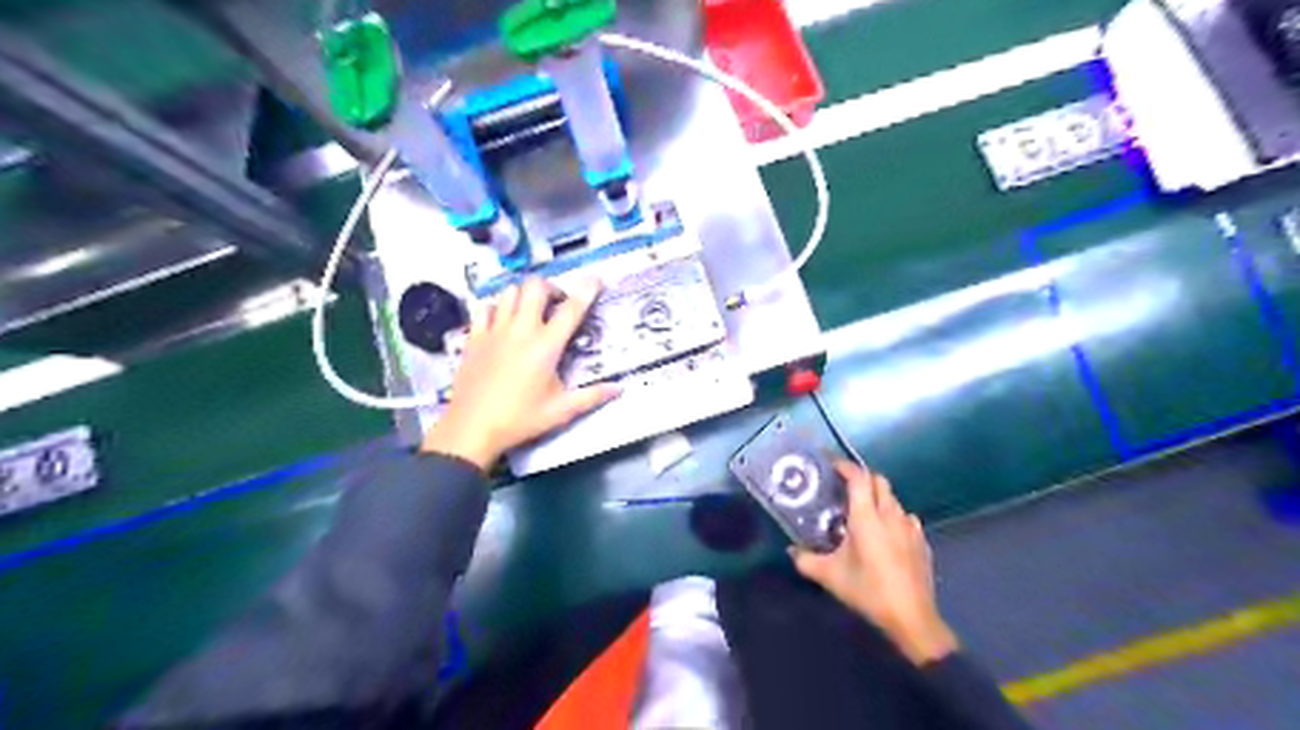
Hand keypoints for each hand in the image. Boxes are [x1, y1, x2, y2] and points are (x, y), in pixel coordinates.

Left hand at [419, 277, 615, 470]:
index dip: (586, 290)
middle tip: (558, 304)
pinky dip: (496, 308)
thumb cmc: (520, 419)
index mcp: (546, 346)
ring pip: (509, 292)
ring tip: (531, 311)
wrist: (471, 428)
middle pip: (535, 287)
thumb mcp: (561, 411)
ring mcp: (494, 331)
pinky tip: (501, 321)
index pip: (571, 309)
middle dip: (551, 288)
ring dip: (524, 295)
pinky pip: (484, 308)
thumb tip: (619, 389)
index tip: (596, 280)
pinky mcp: (474, 337)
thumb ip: (591, 397)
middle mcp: (521, 330)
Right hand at [787, 462, 957, 667]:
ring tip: (862, 510)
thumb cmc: (868, 591)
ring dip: (878, 497)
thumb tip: (791, 550)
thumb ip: (805, 560)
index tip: (832, 465)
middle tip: (844, 486)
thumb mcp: (829, 576)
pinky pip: (906, 517)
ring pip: (893, 499)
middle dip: (862, 478)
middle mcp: (890, 514)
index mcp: (867, 516)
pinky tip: (885, 532)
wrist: (911, 617)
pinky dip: (893, 515)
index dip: (845, 467)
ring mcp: (910, 527)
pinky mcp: (922, 541)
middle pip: (879, 481)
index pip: (859, 478)